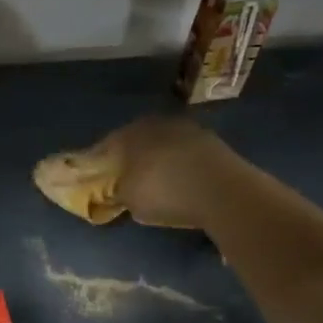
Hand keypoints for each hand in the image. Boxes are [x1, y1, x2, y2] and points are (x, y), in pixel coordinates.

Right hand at [90, 117, 235, 229]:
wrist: (223, 191)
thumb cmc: (165, 192)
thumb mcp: (130, 199)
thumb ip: (118, 191)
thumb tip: (118, 189)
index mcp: (129, 134)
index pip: (106, 146)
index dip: (100, 164)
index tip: (98, 178)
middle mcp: (155, 123)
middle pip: (136, 141)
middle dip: (130, 158)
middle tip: (127, 179)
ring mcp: (187, 129)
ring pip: (162, 144)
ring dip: (158, 159)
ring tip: (157, 181)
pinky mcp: (212, 141)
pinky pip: (185, 152)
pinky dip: (180, 164)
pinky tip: (181, 181)